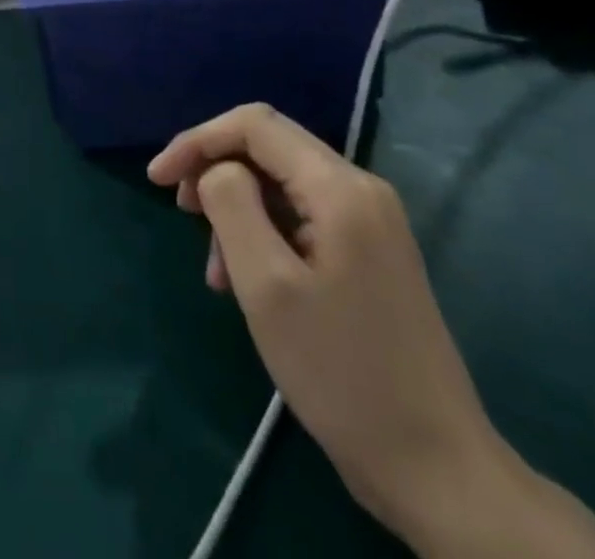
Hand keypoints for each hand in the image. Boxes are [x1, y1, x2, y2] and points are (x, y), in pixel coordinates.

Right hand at [149, 104, 505, 544]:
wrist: (437, 470)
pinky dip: (264, 234)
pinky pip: (302, 218)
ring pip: (282, 185)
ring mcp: (370, 222)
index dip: (198, 140)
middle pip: (269, 149)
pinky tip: (246, 281)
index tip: (157, 180)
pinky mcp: (370, 253)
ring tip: (215, 268)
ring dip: (237, 210)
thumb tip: (217, 171)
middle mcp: (360, 189)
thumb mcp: (267, 286)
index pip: (255, 125)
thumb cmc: (341, 373)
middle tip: (182, 214)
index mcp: (340, 187)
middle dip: (216, 171)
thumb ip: (231, 205)